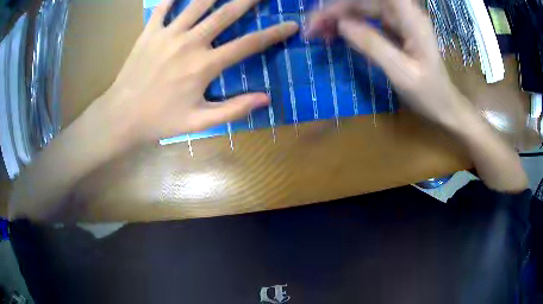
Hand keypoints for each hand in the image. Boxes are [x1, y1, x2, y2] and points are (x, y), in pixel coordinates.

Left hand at [95, 0, 297, 144]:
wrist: (121, 116)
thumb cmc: (160, 120)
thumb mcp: (198, 122)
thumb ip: (233, 109)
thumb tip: (266, 99)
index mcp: (204, 65)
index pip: (248, 44)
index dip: (273, 34)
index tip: (291, 25)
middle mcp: (190, 43)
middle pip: (226, 13)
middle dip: (248, 0)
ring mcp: (167, 34)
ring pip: (197, 3)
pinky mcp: (149, 33)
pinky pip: (163, 7)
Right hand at [306, 0, 474, 130]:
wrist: (445, 107)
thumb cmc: (429, 94)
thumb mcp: (402, 73)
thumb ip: (373, 45)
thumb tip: (341, 24)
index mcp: (410, 18)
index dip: (347, 0)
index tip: (325, 12)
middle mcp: (403, 13)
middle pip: (363, 1)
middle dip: (335, 10)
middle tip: (312, 29)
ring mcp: (398, 21)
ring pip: (362, 9)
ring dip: (339, 18)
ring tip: (319, 34)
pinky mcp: (394, 31)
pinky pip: (367, 21)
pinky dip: (350, 27)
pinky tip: (337, 36)